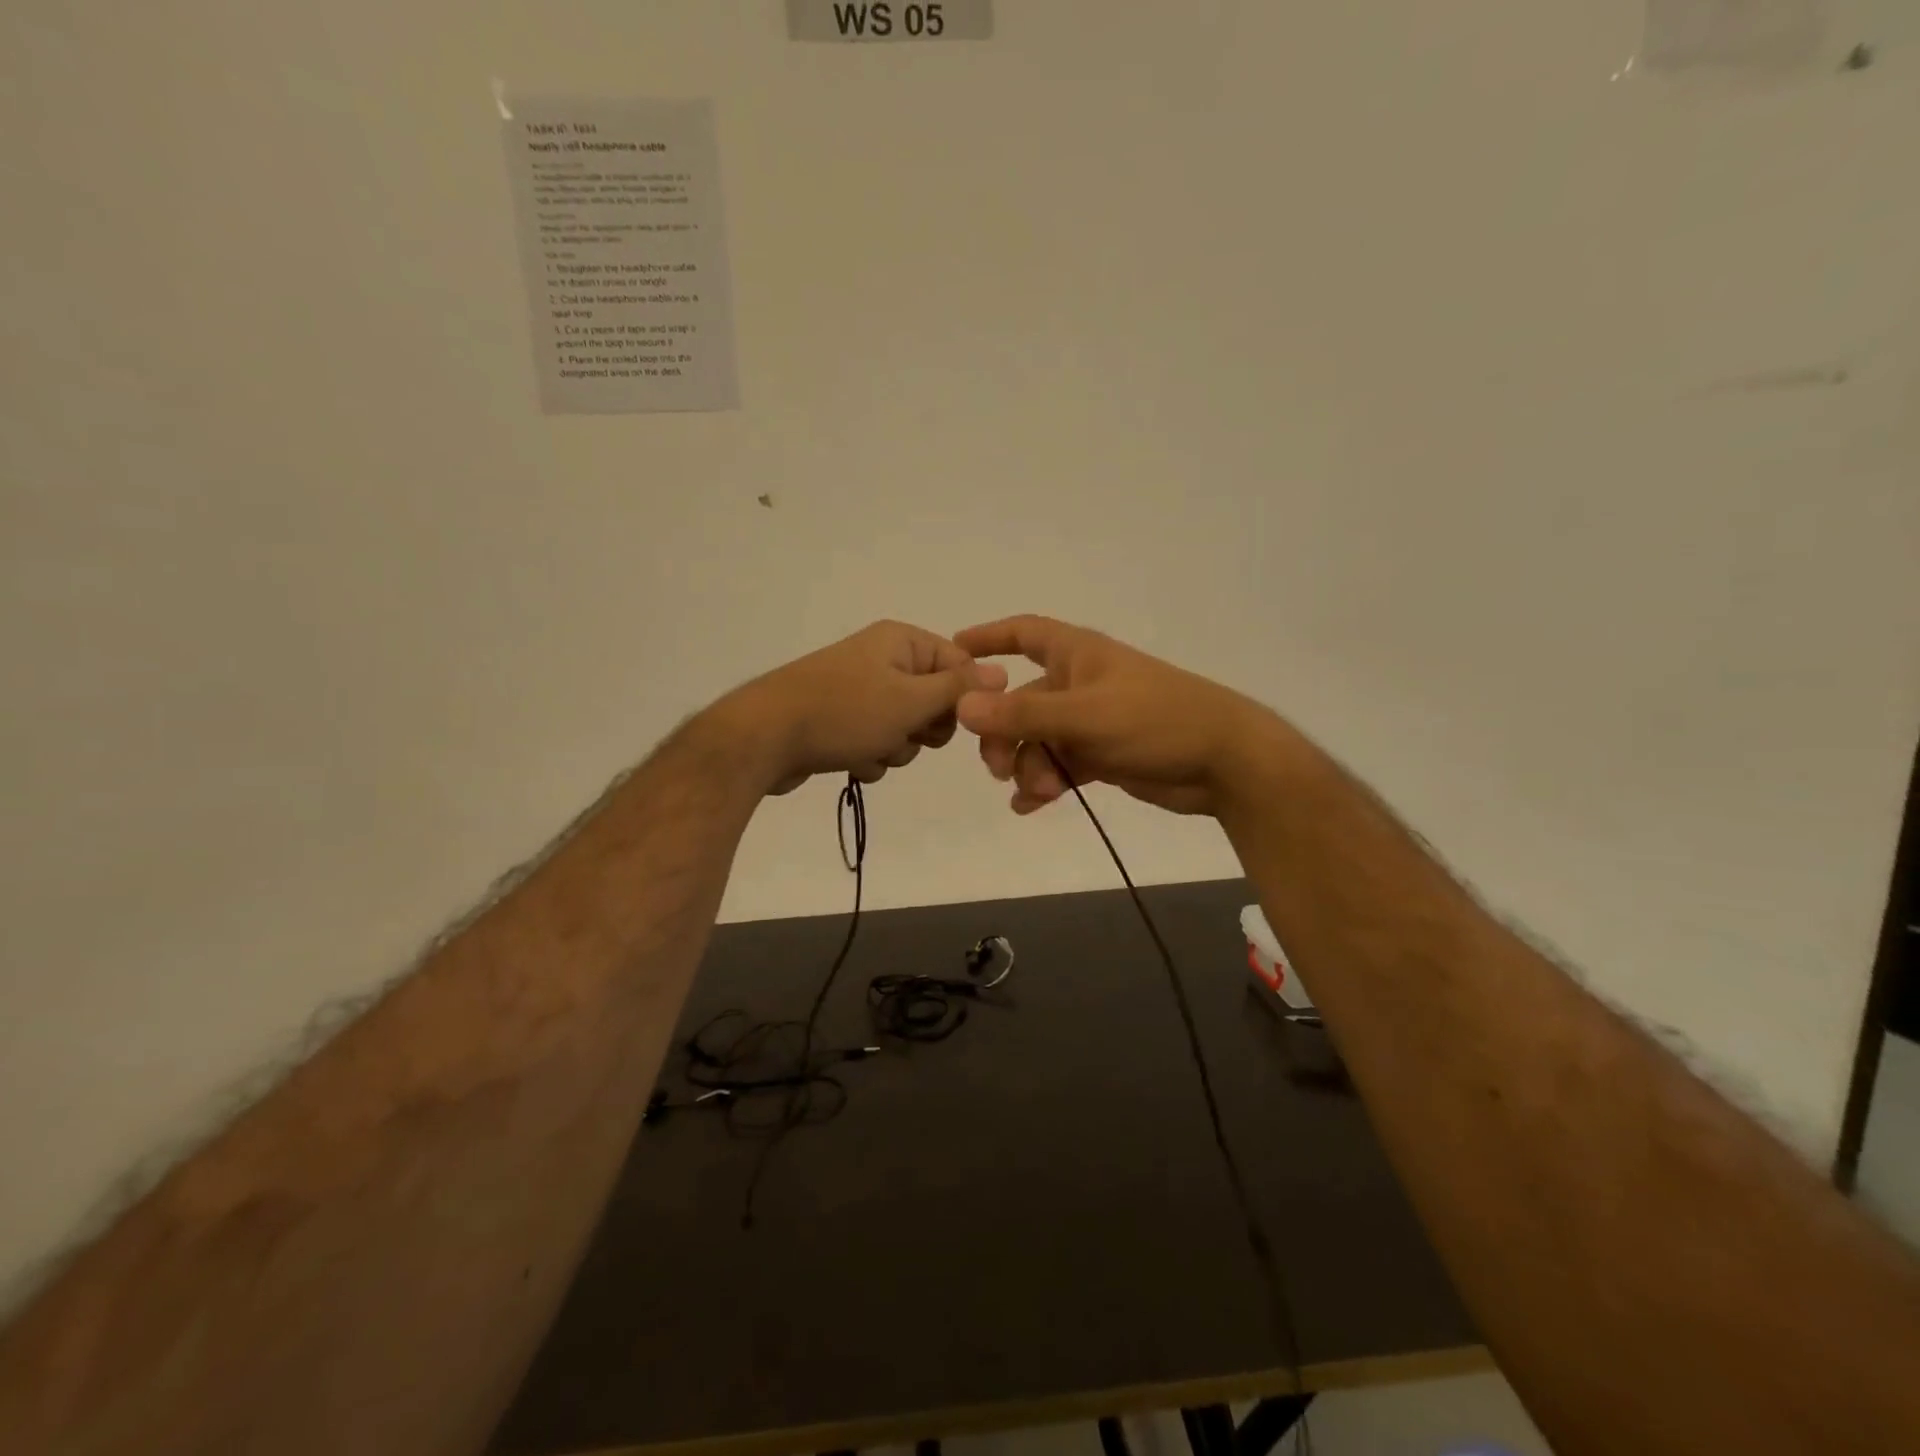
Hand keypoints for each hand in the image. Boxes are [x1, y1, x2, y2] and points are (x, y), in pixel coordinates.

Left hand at [726, 621, 1007, 795]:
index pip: (958, 664)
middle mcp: (882, 659)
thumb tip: (1003, 672)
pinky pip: (877, 742)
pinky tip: (850, 760)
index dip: (963, 698)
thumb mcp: (911, 700)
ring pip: (906, 729)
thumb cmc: (845, 713)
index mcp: (900, 642)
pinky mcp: (840, 721)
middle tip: (905, 734)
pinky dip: (870, 756)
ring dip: (896, 748)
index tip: (955, 722)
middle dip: (924, 729)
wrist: (764, 738)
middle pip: (934, 700)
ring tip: (870, 748)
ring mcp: (859, 691)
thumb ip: (959, 689)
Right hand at [953, 615, 1283, 817]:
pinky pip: (1058, 765)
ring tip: (1037, 793)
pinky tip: (1031, 806)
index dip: (989, 637)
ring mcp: (1091, 721)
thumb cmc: (1157, 721)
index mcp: (1078, 656)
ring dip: (1028, 766)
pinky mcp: (1103, 755)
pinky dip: (1043, 783)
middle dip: (1004, 734)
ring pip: (1038, 740)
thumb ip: (1024, 713)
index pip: (1025, 633)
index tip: (954, 651)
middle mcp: (1080, 683)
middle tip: (999, 768)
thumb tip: (963, 706)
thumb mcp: (1086, 716)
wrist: (1226, 763)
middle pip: (1021, 701)